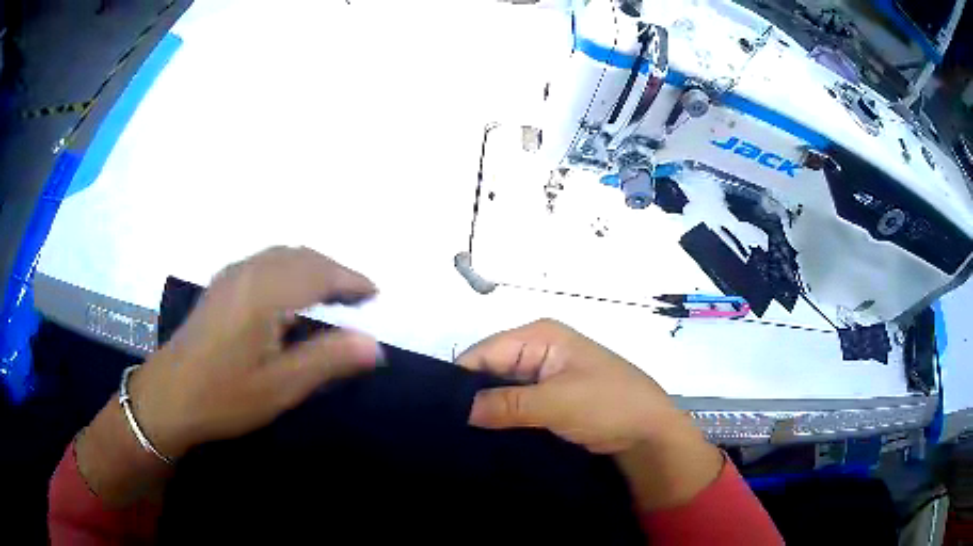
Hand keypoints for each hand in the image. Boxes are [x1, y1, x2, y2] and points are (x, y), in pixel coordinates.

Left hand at [75, 247, 381, 506]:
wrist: (168, 396)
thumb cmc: (224, 395)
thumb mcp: (280, 387)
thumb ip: (328, 360)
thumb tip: (374, 345)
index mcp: (264, 293)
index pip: (318, 272)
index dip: (350, 279)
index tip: (374, 293)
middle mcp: (247, 273)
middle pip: (300, 256)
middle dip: (333, 270)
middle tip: (357, 295)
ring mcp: (230, 277)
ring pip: (281, 255)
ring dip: (311, 266)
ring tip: (330, 291)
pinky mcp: (220, 286)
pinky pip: (264, 262)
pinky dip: (289, 268)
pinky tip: (289, 291)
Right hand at [458, 319, 723, 509]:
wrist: (649, 432)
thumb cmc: (609, 404)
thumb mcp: (557, 402)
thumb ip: (507, 403)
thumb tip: (461, 410)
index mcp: (540, 336)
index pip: (485, 352)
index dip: (461, 380)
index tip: (440, 412)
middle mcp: (537, 350)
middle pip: (490, 370)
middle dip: (471, 397)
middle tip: (449, 429)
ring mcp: (543, 377)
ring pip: (500, 391)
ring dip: (486, 412)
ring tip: (462, 437)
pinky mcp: (548, 400)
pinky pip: (515, 406)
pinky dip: (502, 420)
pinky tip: (485, 438)